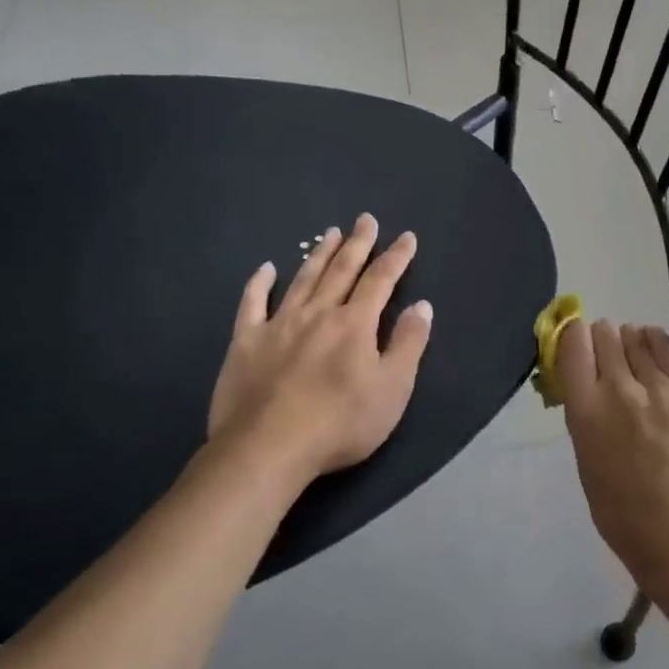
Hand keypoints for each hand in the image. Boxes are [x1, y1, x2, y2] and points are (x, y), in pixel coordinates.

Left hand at [207, 213, 432, 478]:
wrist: (268, 448)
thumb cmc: (340, 423)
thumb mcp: (392, 389)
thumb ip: (409, 344)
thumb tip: (422, 305)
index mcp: (355, 324)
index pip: (381, 281)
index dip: (396, 257)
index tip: (406, 237)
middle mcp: (318, 314)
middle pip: (342, 271)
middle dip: (358, 244)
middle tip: (365, 219)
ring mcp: (278, 325)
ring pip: (303, 280)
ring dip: (319, 255)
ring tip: (331, 234)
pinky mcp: (246, 342)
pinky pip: (252, 304)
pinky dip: (260, 284)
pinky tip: (266, 269)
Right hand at [557, 320, 668, 589]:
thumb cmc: (618, 507)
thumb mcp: (584, 455)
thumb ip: (585, 412)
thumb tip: (586, 381)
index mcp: (585, 410)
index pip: (573, 344)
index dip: (573, 336)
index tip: (578, 343)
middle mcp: (620, 389)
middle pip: (606, 334)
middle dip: (602, 339)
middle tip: (607, 355)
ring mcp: (660, 389)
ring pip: (637, 338)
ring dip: (630, 342)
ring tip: (634, 355)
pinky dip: (657, 345)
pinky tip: (655, 349)